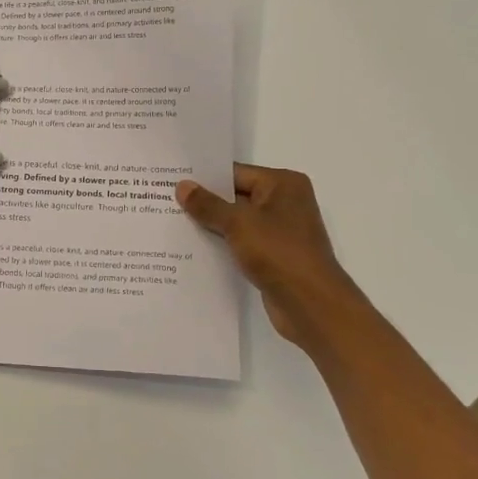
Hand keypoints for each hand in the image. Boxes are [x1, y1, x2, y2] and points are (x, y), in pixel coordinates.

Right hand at [176, 164, 370, 352]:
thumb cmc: (279, 252)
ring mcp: (280, 231)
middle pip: (236, 196)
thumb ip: (208, 205)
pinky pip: (242, 243)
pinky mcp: (274, 256)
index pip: (236, 173)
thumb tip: (182, 186)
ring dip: (211, 225)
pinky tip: (193, 248)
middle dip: (205, 201)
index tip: (172, 179)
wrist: (312, 305)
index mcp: (283, 184)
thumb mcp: (238, 223)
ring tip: (172, 222)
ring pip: (237, 222)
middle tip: (165, 199)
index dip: (204, 177)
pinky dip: (222, 244)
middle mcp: (285, 202)